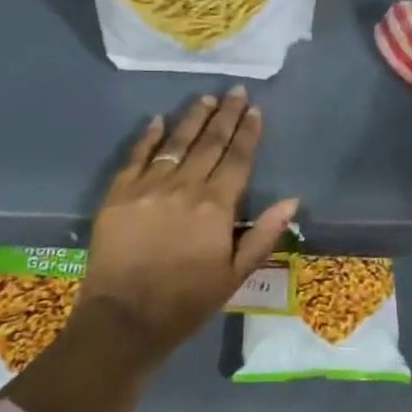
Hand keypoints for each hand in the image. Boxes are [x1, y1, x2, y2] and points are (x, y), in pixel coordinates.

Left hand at [77, 88, 297, 364]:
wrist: (124, 320)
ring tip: (206, 99)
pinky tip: (157, 120)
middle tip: (235, 91)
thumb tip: (292, 200)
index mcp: (216, 205)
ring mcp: (148, 186)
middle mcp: (184, 186)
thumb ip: (263, 234)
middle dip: (225, 115)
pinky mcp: (119, 194)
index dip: (248, 133)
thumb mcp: (235, 274)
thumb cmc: (187, 301)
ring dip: (193, 118)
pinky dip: (148, 137)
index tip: (255, 110)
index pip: (237, 159)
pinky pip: (136, 156)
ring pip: (176, 142)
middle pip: (210, 142)